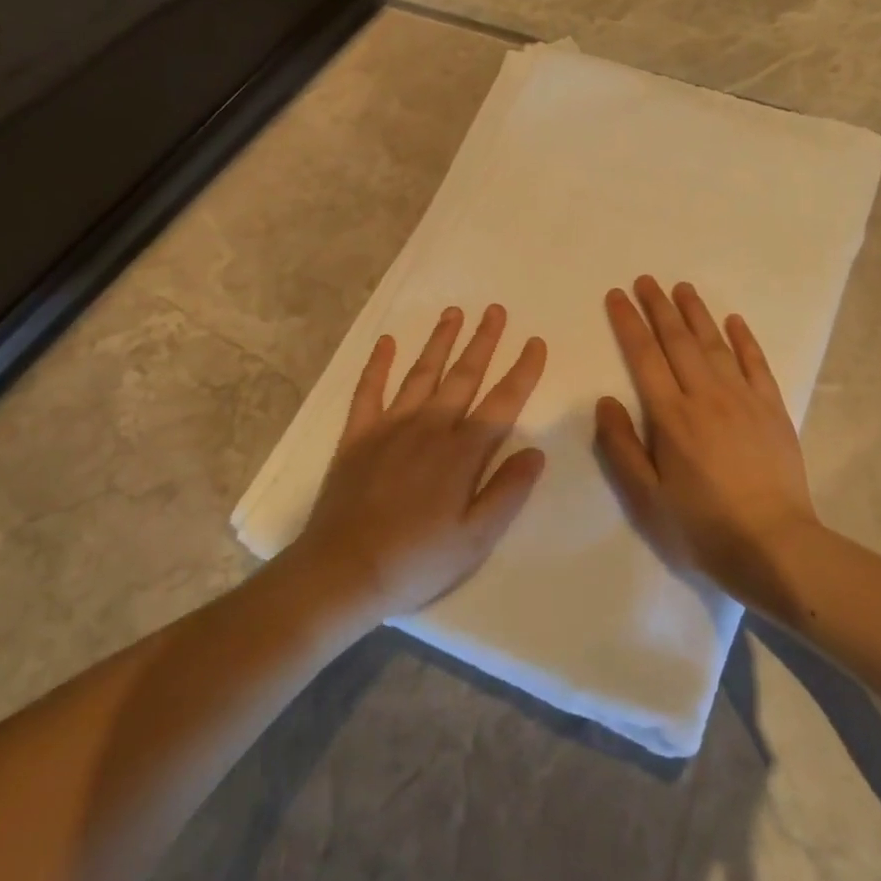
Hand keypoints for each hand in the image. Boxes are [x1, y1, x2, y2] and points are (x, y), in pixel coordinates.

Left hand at [287, 304, 547, 622]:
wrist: (344, 570)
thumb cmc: (417, 560)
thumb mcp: (475, 538)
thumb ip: (507, 492)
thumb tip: (536, 452)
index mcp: (462, 453)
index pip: (502, 403)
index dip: (522, 371)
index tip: (535, 342)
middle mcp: (429, 428)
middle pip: (462, 376)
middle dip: (482, 342)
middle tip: (495, 310)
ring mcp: (390, 427)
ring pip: (421, 374)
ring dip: (439, 342)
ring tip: (453, 313)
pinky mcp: (357, 435)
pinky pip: (368, 390)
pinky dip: (377, 364)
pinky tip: (386, 342)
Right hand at [595, 277, 819, 604]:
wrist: (773, 544)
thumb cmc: (701, 525)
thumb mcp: (646, 497)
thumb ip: (622, 446)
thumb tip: (605, 400)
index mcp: (671, 417)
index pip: (644, 357)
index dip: (629, 323)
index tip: (617, 296)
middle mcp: (706, 396)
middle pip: (678, 341)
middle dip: (659, 307)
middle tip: (646, 279)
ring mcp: (744, 399)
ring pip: (715, 344)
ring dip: (697, 313)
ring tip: (682, 287)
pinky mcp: (773, 409)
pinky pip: (756, 363)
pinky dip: (744, 339)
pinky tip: (734, 321)